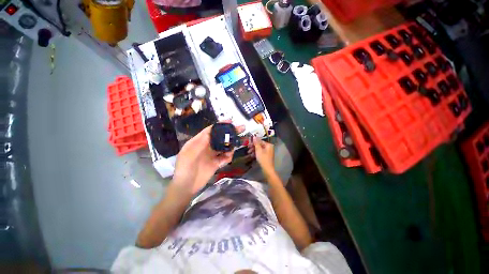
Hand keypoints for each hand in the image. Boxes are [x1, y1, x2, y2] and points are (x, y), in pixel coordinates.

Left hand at [172, 123, 243, 195]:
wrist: (186, 187)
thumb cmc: (184, 169)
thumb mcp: (189, 154)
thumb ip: (200, 143)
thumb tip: (211, 131)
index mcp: (198, 142)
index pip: (210, 130)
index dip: (220, 125)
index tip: (230, 121)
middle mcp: (206, 146)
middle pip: (220, 137)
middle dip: (230, 132)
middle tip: (241, 128)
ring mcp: (212, 155)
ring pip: (224, 147)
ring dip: (230, 146)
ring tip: (232, 149)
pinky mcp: (216, 163)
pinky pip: (225, 157)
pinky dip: (228, 157)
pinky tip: (228, 158)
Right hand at [249, 136, 274, 175]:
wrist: (267, 169)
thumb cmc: (263, 159)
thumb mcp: (258, 150)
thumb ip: (256, 143)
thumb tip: (254, 136)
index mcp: (269, 145)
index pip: (260, 141)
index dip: (254, 143)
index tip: (248, 145)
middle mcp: (269, 147)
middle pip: (260, 145)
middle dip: (253, 147)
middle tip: (248, 149)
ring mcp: (268, 152)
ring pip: (260, 149)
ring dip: (254, 150)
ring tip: (249, 153)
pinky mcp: (266, 156)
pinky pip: (261, 153)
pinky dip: (256, 154)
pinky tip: (252, 156)